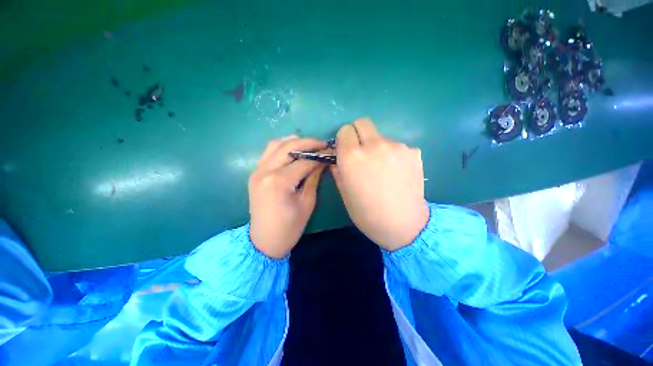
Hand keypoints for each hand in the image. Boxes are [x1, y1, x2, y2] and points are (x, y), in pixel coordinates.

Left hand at [249, 136, 326, 257]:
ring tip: (309, 145)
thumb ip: (313, 178)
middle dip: (308, 142)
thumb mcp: (307, 203)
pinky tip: (294, 151)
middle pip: (288, 146)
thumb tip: (322, 161)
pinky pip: (269, 152)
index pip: (303, 161)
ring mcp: (257, 170)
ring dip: (294, 141)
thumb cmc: (289, 227)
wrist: (264, 241)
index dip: (319, 155)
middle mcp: (265, 171)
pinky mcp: (255, 173)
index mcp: (279, 182)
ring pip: (276, 144)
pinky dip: (282, 147)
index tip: (330, 151)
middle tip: (322, 144)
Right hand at [331, 118, 429, 250]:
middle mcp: (373, 145)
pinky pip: (397, 146)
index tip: (346, 150)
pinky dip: (393, 154)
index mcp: (352, 156)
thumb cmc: (367, 213)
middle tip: (361, 152)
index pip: (344, 130)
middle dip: (358, 134)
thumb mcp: (344, 192)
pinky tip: (396, 172)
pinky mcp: (413, 151)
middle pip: (362, 123)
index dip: (343, 140)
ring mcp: (396, 146)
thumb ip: (337, 169)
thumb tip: (336, 156)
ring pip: (380, 136)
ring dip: (377, 146)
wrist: (403, 225)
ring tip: (382, 168)